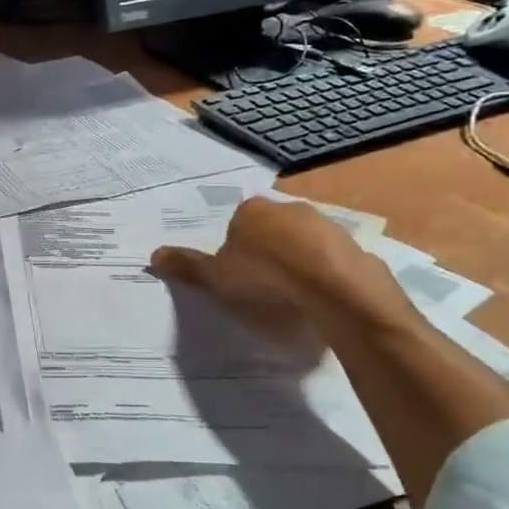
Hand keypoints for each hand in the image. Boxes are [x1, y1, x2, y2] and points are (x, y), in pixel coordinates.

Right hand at [149, 197, 413, 344]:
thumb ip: (187, 266)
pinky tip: (318, 299)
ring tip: (290, 297)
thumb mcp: (216, 277)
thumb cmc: (265, 277)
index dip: (233, 251)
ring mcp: (326, 225)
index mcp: (252, 210)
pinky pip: (330, 261)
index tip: (234, 276)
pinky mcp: (354, 246)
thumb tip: (154, 255)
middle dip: (265, 253)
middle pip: (270, 231)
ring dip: (296, 264)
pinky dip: (323, 275)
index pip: (236, 224)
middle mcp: (289, 208)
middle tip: (259, 287)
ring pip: (302, 244)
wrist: (335, 289)